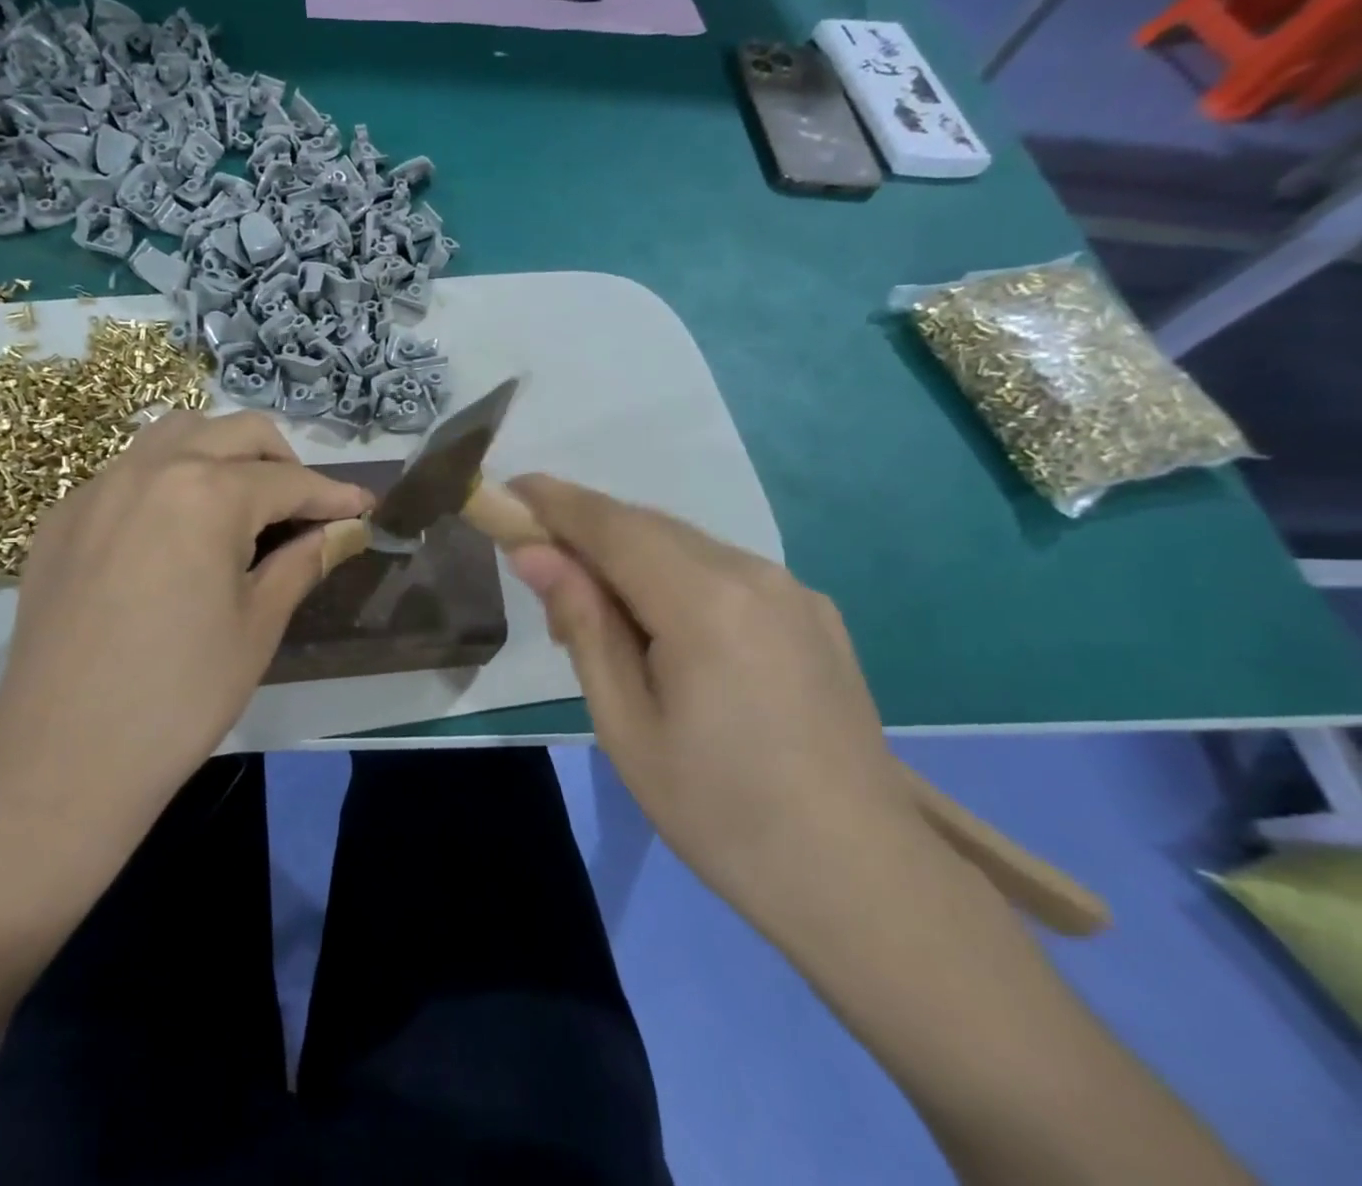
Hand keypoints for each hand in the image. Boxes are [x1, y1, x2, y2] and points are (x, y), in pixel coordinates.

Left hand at [0, 412, 370, 850]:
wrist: (63, 757)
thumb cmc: (181, 694)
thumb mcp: (259, 624)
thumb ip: (304, 560)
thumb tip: (345, 530)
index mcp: (207, 493)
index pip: (290, 481)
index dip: (335, 496)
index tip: (364, 508)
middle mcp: (151, 469)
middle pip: (236, 433)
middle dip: (284, 461)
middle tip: (305, 509)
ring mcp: (99, 489)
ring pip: (176, 435)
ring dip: (222, 453)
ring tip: (242, 504)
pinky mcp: (64, 518)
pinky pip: (129, 471)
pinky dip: (169, 479)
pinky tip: (176, 532)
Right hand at [506, 474, 922, 910]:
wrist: (860, 879)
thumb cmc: (720, 812)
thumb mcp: (625, 724)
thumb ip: (582, 624)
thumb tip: (535, 554)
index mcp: (704, 601)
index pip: (611, 524)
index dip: (555, 501)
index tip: (509, 491)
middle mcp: (754, 573)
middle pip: (648, 526)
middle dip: (588, 532)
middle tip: (543, 573)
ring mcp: (793, 589)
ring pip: (686, 545)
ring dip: (631, 557)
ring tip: (602, 615)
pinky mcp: (814, 612)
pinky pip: (724, 571)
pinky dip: (676, 577)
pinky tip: (668, 631)